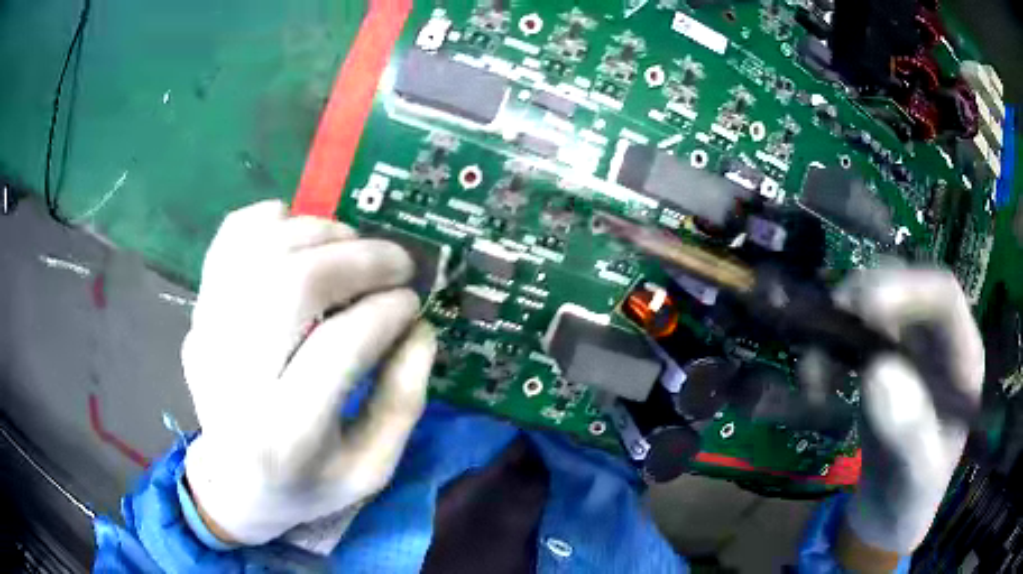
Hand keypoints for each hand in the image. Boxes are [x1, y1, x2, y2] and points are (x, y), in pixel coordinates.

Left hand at [181, 200, 435, 546]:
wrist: (234, 484)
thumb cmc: (307, 485)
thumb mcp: (372, 469)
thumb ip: (404, 400)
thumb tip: (418, 326)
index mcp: (287, 435)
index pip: (339, 347)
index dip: (387, 311)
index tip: (413, 303)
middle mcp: (235, 379)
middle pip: (292, 285)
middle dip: (357, 258)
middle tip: (395, 262)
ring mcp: (207, 337)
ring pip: (260, 251)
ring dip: (319, 233)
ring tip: (353, 245)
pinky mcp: (197, 314)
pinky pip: (228, 241)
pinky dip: (267, 220)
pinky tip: (298, 234)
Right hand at [834, 268, 982, 566]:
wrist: (890, 512)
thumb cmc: (912, 497)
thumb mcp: (918, 477)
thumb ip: (910, 431)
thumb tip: (876, 371)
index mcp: (962, 358)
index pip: (944, 296)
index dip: (909, 289)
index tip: (866, 308)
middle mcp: (937, 340)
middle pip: (906, 285)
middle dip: (867, 295)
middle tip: (830, 324)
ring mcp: (908, 348)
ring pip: (875, 301)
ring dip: (840, 324)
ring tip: (815, 372)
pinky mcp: (880, 361)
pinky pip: (852, 333)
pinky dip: (828, 348)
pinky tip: (816, 382)